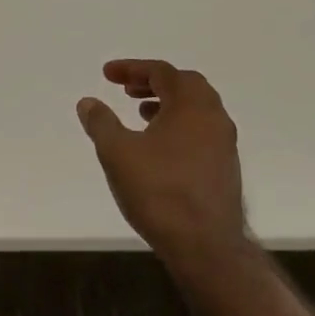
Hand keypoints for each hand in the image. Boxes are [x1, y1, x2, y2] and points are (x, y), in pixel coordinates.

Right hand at [76, 59, 249, 264]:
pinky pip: (201, 131)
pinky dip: (178, 125)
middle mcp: (214, 117)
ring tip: (140, 114)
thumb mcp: (117, 153)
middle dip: (153, 82)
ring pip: (195, 109)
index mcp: (191, 104)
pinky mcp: (226, 168)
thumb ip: (101, 122)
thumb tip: (88, 102)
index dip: (131, 68)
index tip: (106, 74)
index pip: (161, 71)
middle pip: (184, 84)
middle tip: (126, 89)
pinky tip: (159, 147)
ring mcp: (225, 144)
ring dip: (167, 104)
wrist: (206, 247)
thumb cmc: (160, 191)